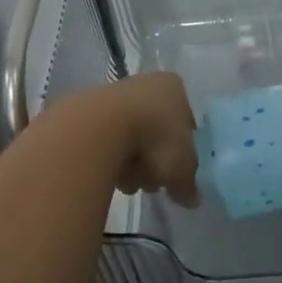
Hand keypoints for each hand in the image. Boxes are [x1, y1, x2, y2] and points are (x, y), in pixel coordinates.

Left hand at [89, 72, 200, 205]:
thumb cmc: (155, 139)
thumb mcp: (182, 169)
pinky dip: (111, 160)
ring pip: (132, 140)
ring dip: (132, 165)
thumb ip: (189, 184)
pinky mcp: (89, 111)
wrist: (100, 129)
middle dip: (154, 162)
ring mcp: (116, 94)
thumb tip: (191, 198)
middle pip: (157, 133)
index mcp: (174, 88)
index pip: (186, 124)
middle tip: (152, 182)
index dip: (182, 153)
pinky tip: (108, 174)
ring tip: (128, 182)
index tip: (176, 173)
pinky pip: (108, 142)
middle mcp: (147, 84)